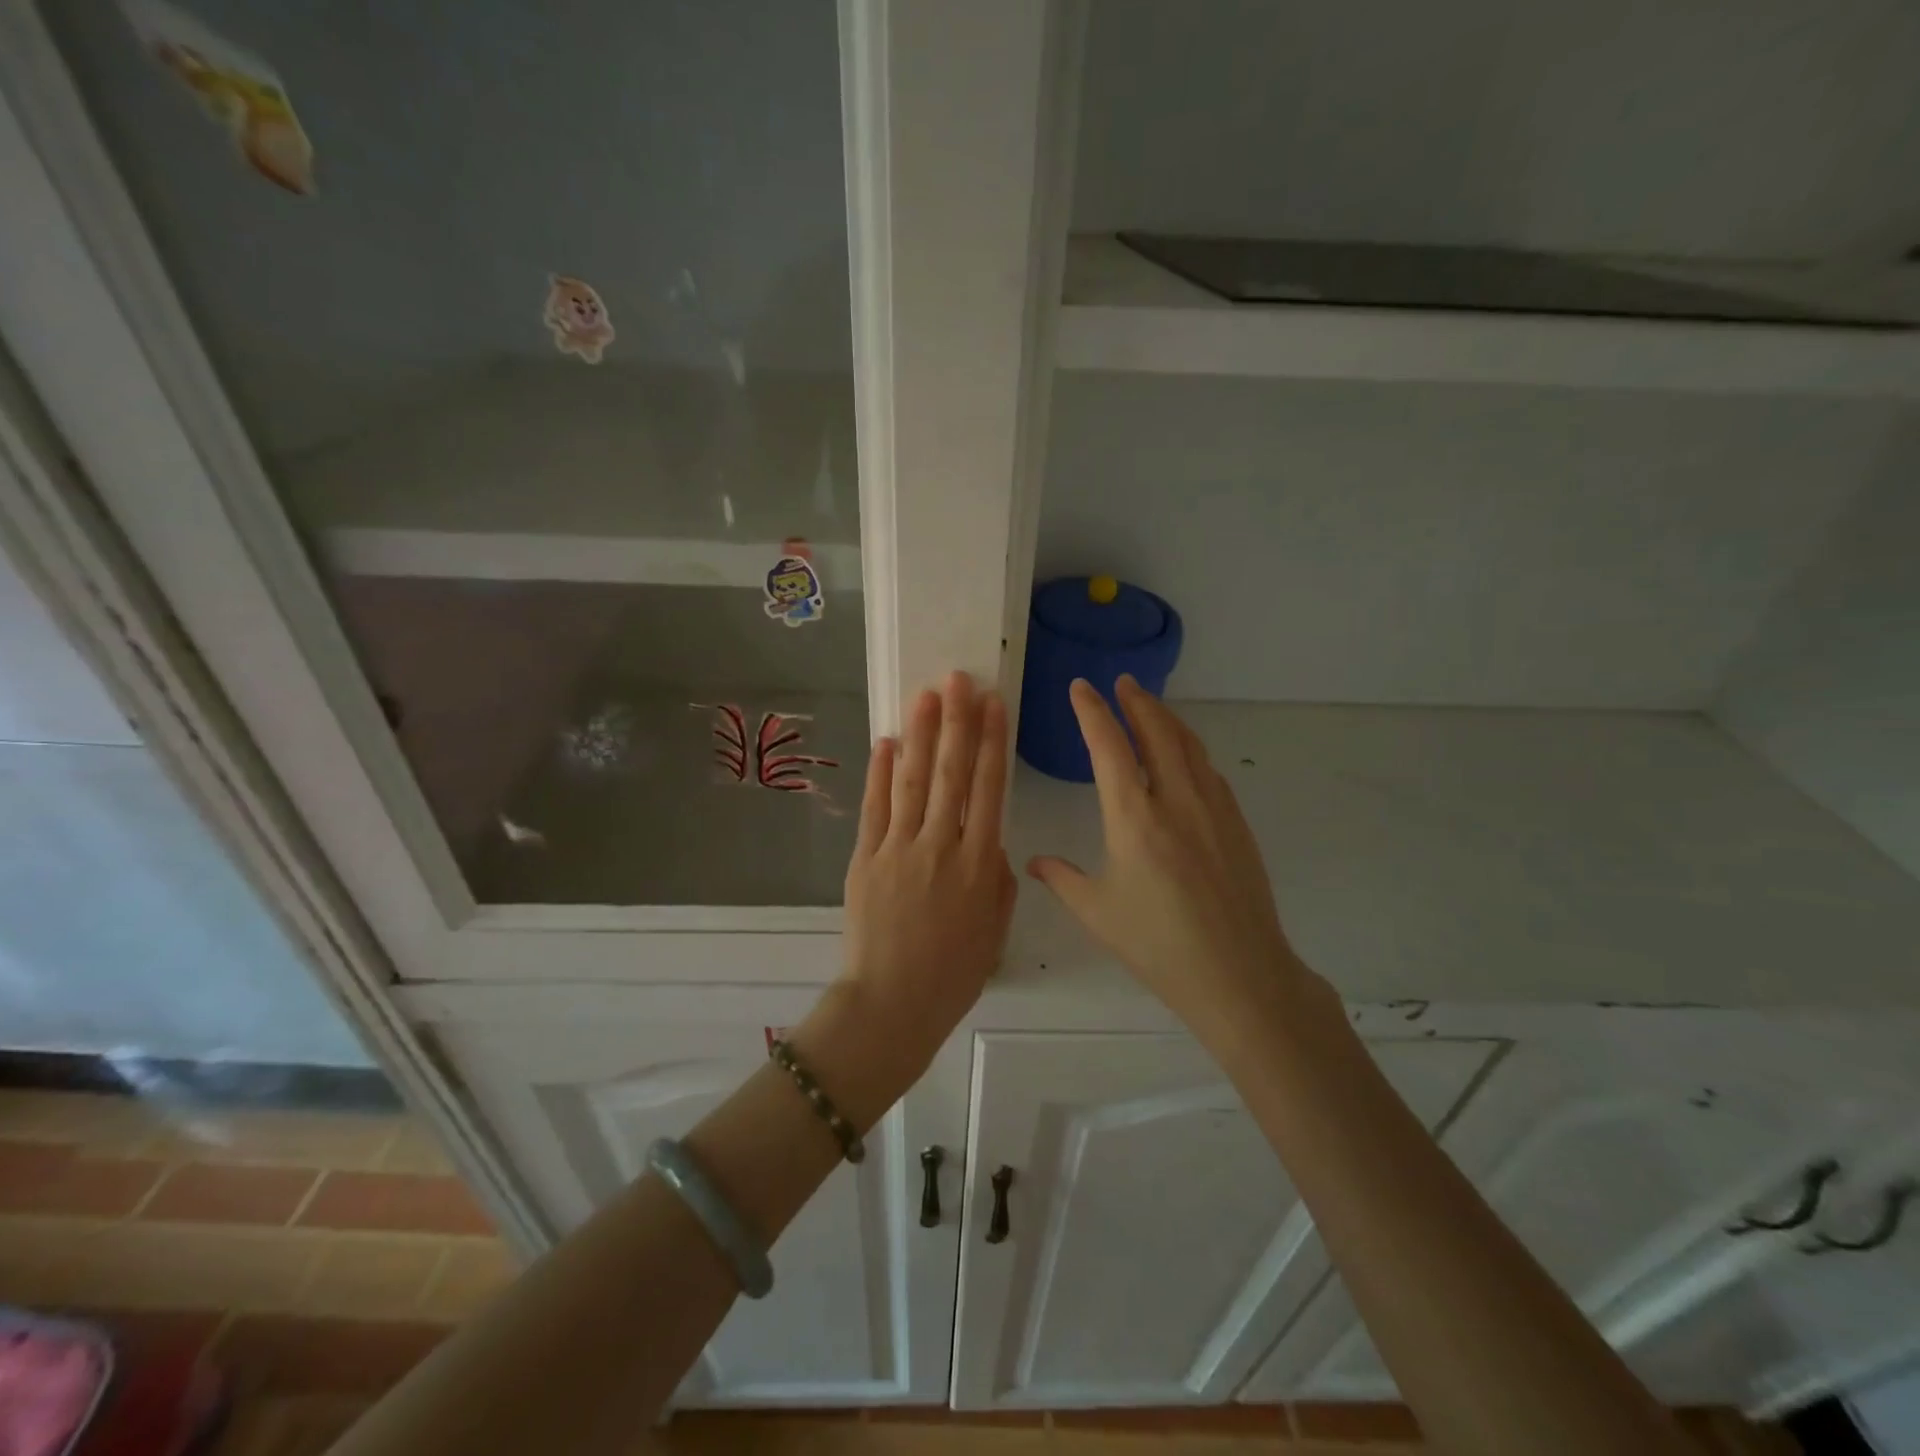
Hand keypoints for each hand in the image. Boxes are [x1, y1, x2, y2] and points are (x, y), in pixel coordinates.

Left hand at [820, 672, 1016, 1110]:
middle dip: (958, 723)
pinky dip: (881, 773)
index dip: (992, 744)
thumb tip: (990, 840)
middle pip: (952, 774)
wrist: (892, 1003)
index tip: (994, 705)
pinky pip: (876, 808)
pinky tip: (887, 742)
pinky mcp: (867, 858)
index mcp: (981, 865)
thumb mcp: (995, 929)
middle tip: (959, 680)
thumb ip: (999, 879)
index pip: (989, 790)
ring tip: (927, 696)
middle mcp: (942, 847)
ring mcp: (900, 849)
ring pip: (914, 781)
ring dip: (922, 735)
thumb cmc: (953, 974)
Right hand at [1027, 677, 1319, 1050]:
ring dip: (1167, 720)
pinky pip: (1209, 771)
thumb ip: (1062, 879)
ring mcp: (1212, 810)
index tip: (1081, 687)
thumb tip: (1035, 862)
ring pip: (1189, 747)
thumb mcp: (1097, 913)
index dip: (1092, 712)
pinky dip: (1191, 750)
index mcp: (1134, 818)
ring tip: (1150, 707)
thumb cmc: (1158, 946)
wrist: (1239, 974)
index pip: (1109, 748)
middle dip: (1136, 702)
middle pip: (1157, 732)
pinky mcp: (1236, 825)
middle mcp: (1176, 801)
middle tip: (1121, 682)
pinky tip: (1186, 757)